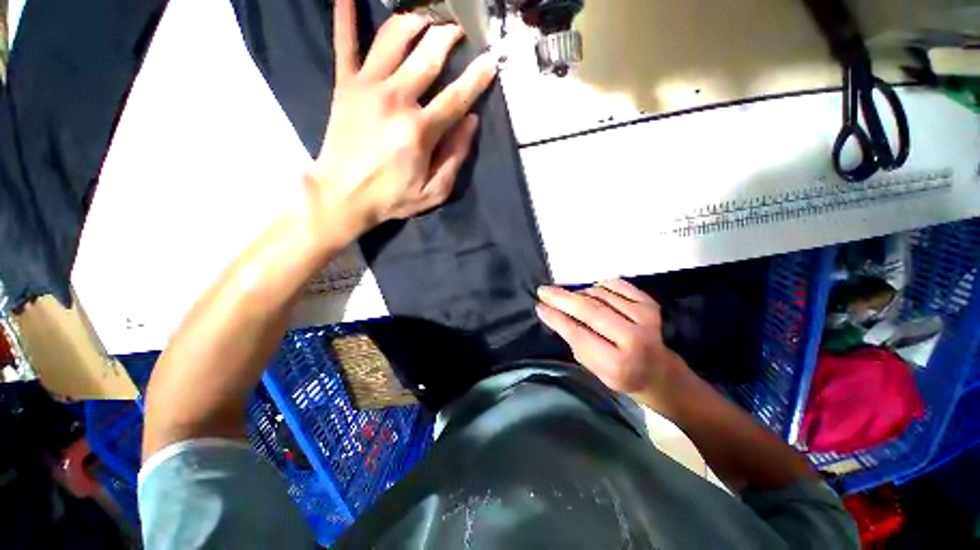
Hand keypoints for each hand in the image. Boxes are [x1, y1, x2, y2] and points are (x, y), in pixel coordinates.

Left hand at [305, 0, 497, 237]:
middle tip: (458, 30)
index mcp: (421, 130)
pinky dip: (345, 14)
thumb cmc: (392, 198)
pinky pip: (344, 42)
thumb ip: (456, 158)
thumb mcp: (434, 191)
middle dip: (448, 36)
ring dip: (414, 20)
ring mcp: (367, 87)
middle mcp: (396, 99)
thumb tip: (470, 122)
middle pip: (428, 55)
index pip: (457, 96)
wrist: (343, 196)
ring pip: (393, 38)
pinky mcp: (344, 85)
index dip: (478, 77)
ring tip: (426, 18)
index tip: (491, 59)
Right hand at [536, 279, 688, 400]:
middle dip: (562, 298)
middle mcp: (634, 338)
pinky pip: (615, 285)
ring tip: (569, 298)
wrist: (658, 370)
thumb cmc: (621, 373)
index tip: (539, 306)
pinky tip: (590, 291)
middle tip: (543, 291)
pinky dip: (598, 285)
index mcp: (618, 363)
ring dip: (579, 293)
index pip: (578, 334)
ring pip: (600, 294)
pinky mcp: (649, 303)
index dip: (556, 317)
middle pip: (589, 309)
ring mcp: (645, 317)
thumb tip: (550, 311)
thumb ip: (573, 340)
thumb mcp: (593, 367)